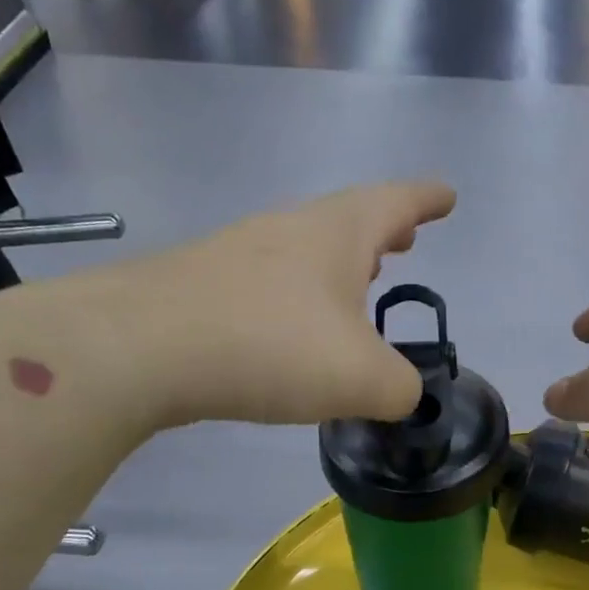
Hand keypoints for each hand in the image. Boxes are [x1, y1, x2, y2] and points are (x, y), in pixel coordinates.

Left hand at [65, 181, 453, 429]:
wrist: (140, 348)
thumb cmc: (271, 346)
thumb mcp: (363, 379)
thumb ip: (401, 388)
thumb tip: (401, 393)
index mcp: (337, 234)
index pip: (396, 203)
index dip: (427, 200)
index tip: (447, 196)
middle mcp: (288, 230)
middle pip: (347, 221)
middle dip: (382, 232)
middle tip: (405, 243)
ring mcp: (239, 254)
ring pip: (304, 252)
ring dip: (337, 267)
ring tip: (356, 290)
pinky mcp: (203, 288)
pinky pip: (268, 286)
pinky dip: (297, 300)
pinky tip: (293, 333)